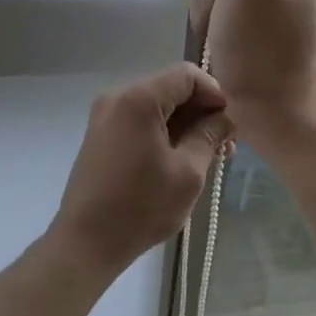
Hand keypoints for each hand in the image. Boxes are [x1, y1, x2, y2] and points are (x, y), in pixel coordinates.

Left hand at [50, 64, 231, 271]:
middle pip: (169, 88)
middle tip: (223, 146)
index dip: (214, 94)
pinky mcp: (100, 136)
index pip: (186, 75)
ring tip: (206, 157)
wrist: (87, 241)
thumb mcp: (188, 172)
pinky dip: (161, 133)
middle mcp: (116, 98)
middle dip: (200, 111)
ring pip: (155, 106)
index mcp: (138, 99)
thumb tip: (223, 118)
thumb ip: (209, 136)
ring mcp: (104, 117)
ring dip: (182, 124)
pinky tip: (178, 160)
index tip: (229, 125)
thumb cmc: (142, 206)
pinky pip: (138, 121)